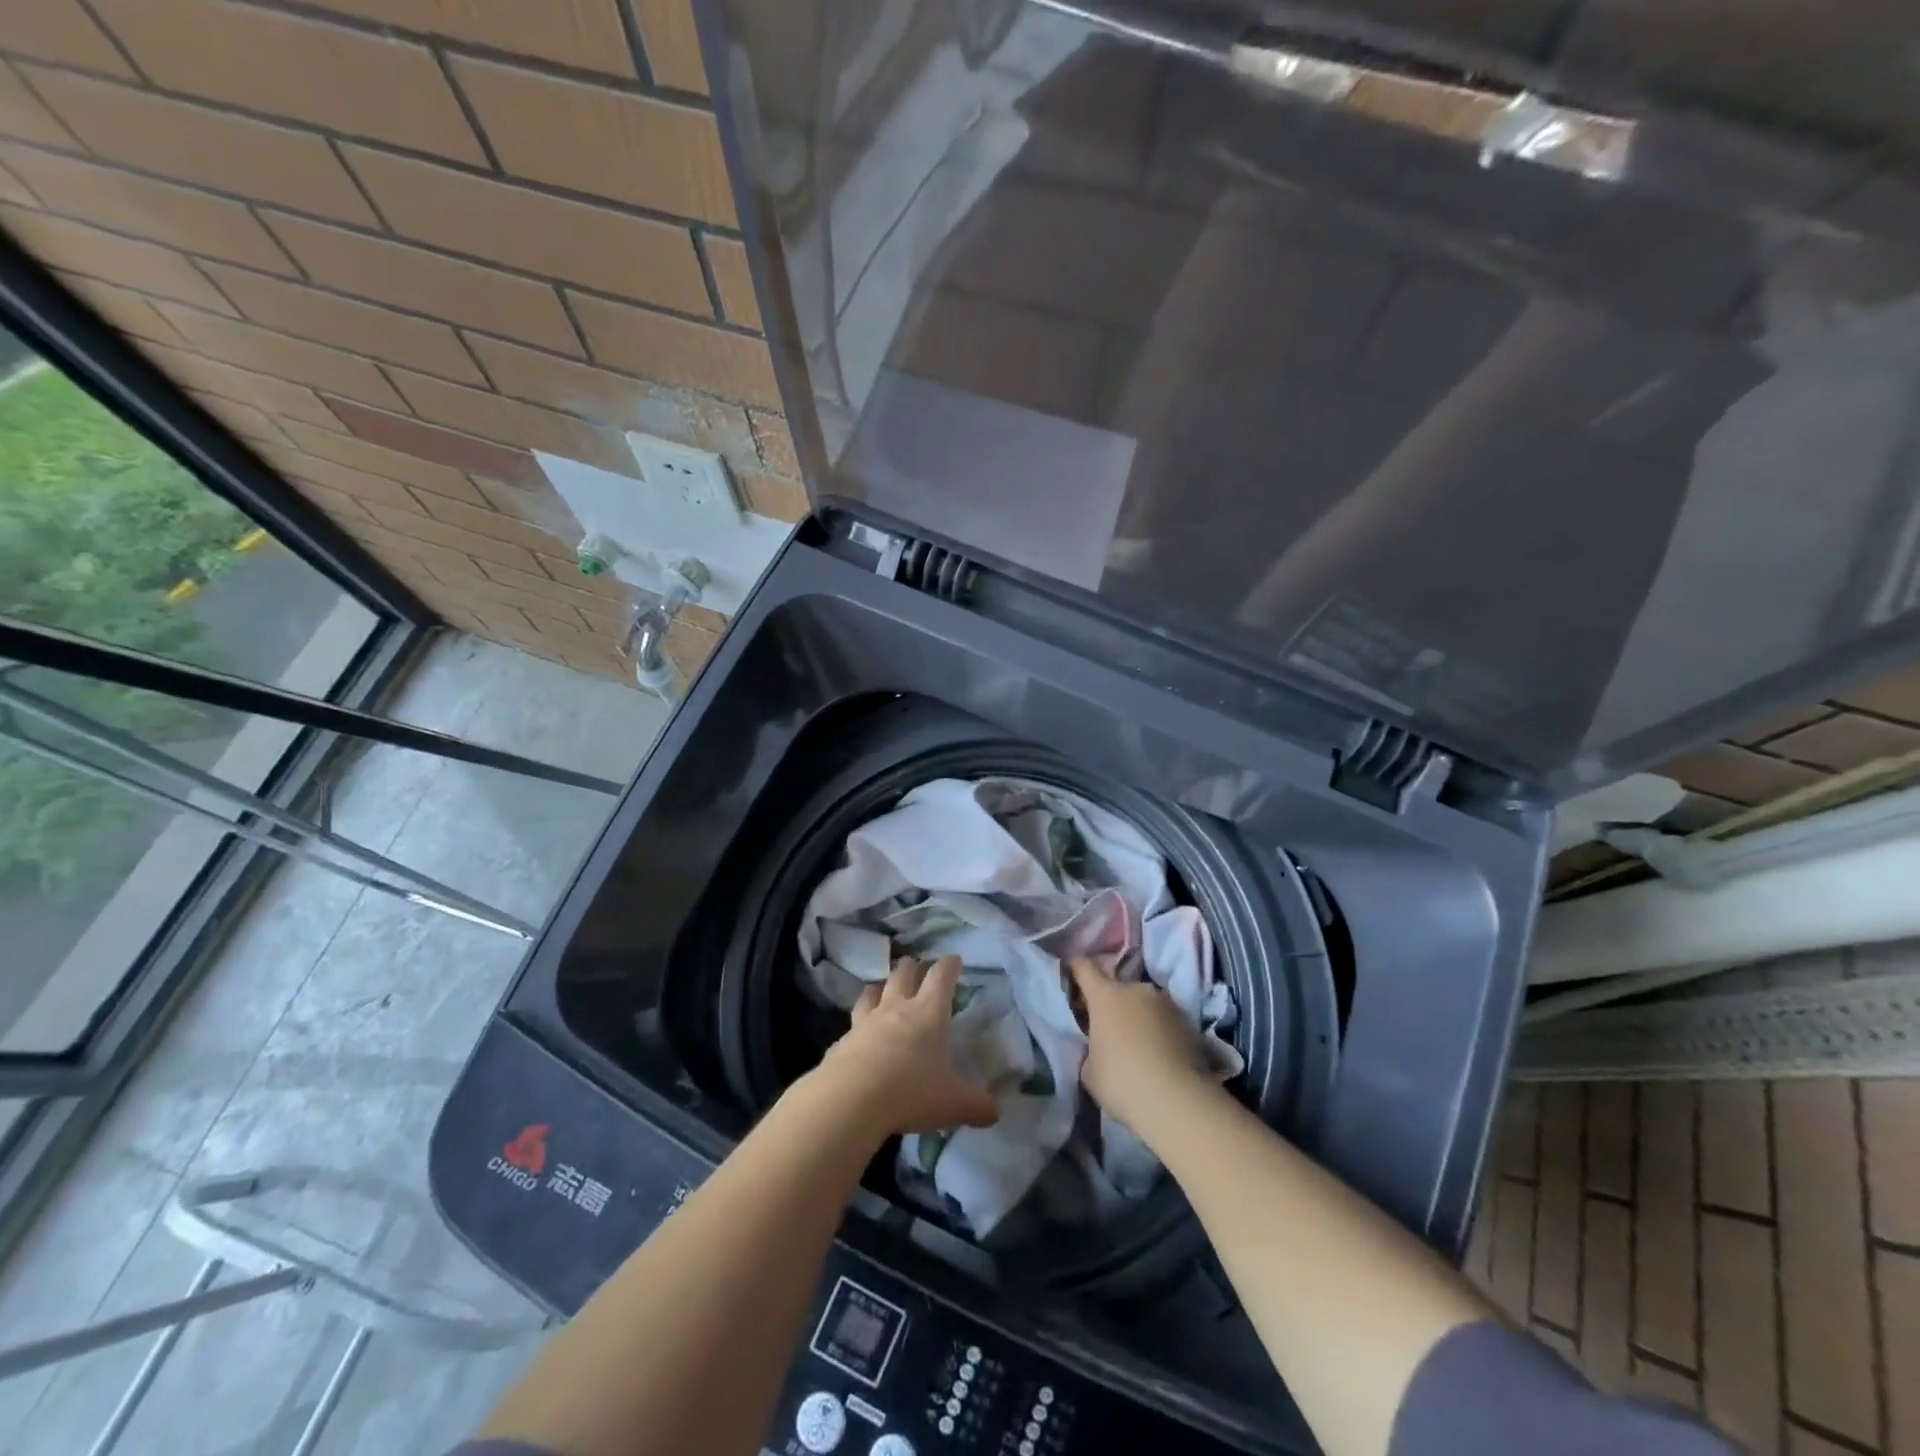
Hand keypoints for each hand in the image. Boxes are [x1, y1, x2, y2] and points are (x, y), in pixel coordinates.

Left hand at [816, 956, 998, 1137]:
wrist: (850, 1101)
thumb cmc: (910, 1092)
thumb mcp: (952, 1104)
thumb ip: (976, 1106)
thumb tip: (996, 1113)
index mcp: (928, 1013)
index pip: (941, 976)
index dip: (949, 965)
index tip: (954, 959)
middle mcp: (896, 1008)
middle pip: (903, 974)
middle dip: (912, 966)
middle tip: (918, 966)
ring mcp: (866, 1022)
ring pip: (873, 991)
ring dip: (881, 986)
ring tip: (884, 987)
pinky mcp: (842, 1040)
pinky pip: (853, 1023)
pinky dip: (860, 1023)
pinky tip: (860, 1034)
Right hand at [1068, 956, 1213, 1131]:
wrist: (1177, 1101)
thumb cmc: (1121, 1082)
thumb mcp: (1090, 1070)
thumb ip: (1090, 1049)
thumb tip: (1100, 1047)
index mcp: (1105, 996)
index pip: (1085, 968)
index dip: (1076, 969)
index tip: (1072, 977)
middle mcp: (1136, 989)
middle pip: (1117, 988)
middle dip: (1112, 1003)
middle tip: (1109, 1030)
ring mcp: (1165, 1002)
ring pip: (1144, 1003)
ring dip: (1138, 1016)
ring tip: (1139, 1046)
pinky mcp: (1188, 1021)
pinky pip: (1164, 1019)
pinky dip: (1159, 1031)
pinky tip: (1160, 1056)